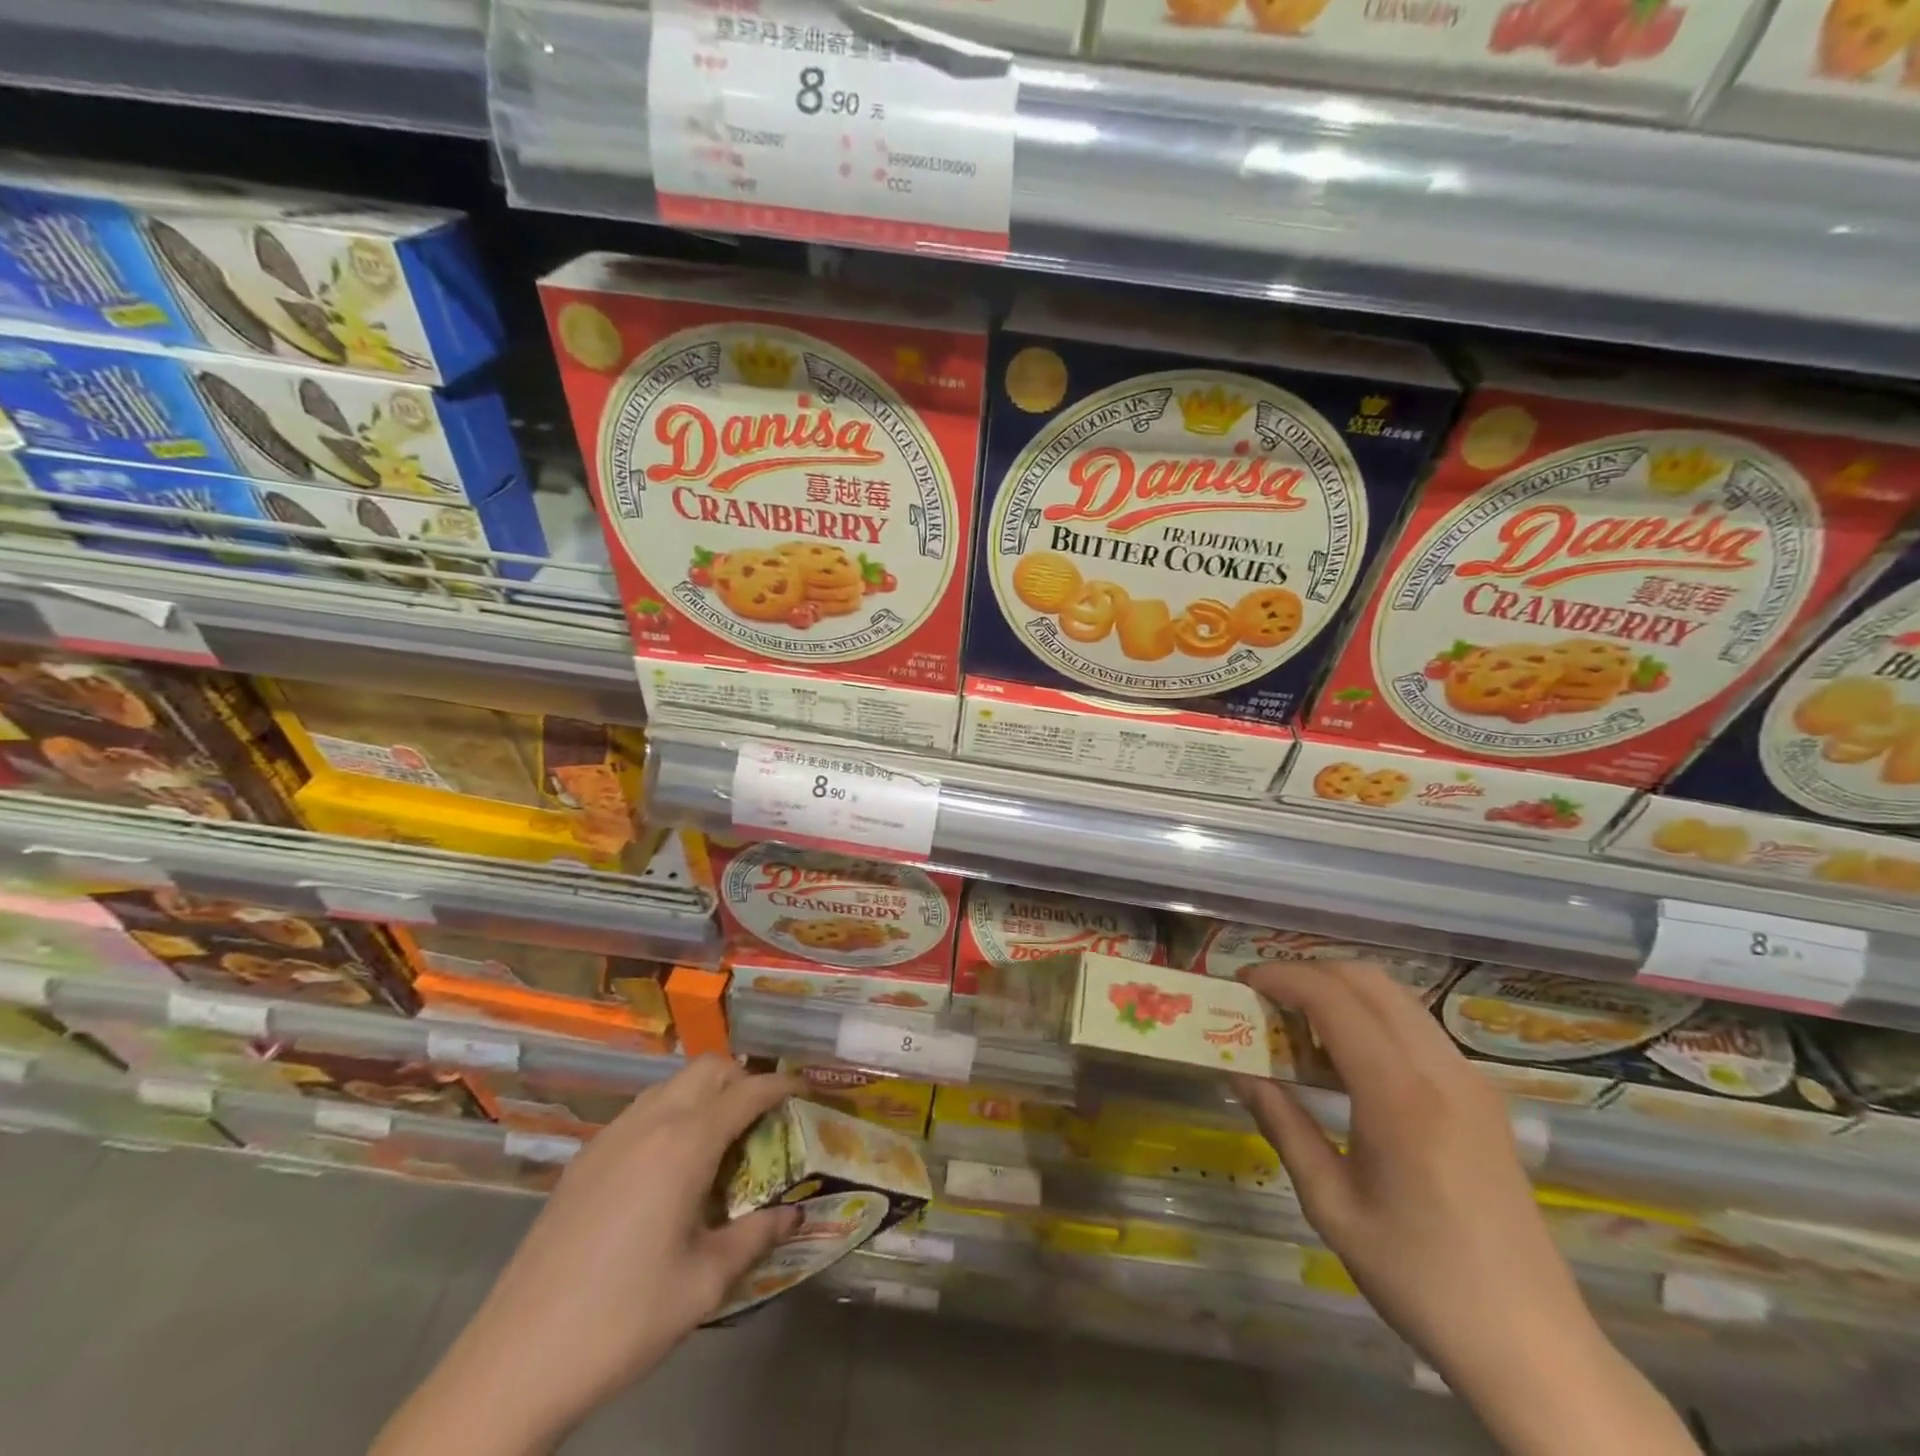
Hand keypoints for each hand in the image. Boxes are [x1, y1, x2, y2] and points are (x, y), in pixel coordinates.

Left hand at [373, 1057, 799, 1455]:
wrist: (515, 1362)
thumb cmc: (624, 1318)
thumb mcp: (705, 1284)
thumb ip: (756, 1237)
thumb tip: (794, 1214)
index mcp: (685, 1144)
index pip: (746, 1092)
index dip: (781, 1086)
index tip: (805, 1089)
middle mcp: (649, 1123)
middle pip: (707, 1068)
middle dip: (742, 1078)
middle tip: (763, 1118)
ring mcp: (610, 1137)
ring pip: (671, 1085)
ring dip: (704, 1093)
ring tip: (720, 1141)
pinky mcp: (583, 1160)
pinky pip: (641, 1111)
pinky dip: (671, 1114)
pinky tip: (669, 1169)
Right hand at [1233, 960, 1697, 1455]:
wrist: (1534, 1346)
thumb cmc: (1420, 1278)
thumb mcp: (1331, 1206)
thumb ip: (1283, 1125)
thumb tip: (1239, 1074)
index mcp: (1398, 1094)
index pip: (1332, 998)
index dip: (1282, 978)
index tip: (1243, 984)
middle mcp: (1440, 1069)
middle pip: (1368, 979)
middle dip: (1310, 974)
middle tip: (1268, 1001)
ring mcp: (1470, 1079)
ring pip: (1396, 998)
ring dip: (1343, 994)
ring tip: (1300, 1029)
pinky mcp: (1484, 1097)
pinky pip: (1418, 1028)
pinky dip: (1373, 1019)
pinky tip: (1348, 1063)